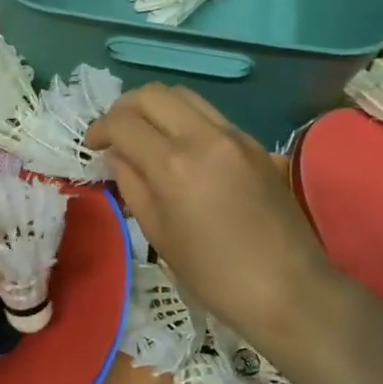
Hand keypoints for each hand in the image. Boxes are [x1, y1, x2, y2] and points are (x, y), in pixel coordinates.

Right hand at [87, 84, 335, 347]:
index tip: (92, 145)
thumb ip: (132, 185)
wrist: (289, 289)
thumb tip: (119, 156)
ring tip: (146, 135)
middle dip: (125, 108)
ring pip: (184, 96)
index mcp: (174, 164)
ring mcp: (235, 136)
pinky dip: (185, 120)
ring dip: (157, 108)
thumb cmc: (214, 274)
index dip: (100, 129)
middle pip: (153, 94)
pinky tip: (181, 149)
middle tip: (115, 133)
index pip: (124, 122)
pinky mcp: (255, 144)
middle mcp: (204, 137)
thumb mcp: (159, 234)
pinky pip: (210, 115)